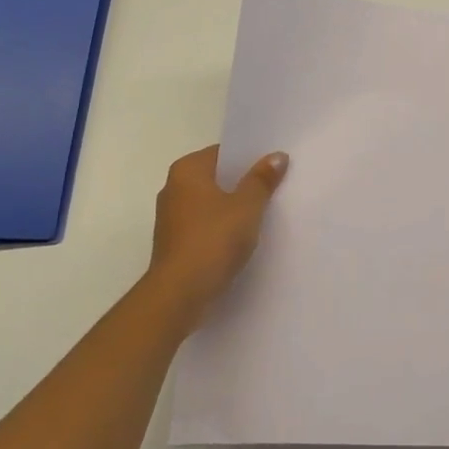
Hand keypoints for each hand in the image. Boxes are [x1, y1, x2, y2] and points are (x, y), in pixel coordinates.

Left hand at [147, 146, 288, 330]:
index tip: (274, 165)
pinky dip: (222, 228)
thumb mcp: (247, 206)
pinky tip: (244, 238)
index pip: (223, 153)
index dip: (250, 158)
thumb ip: (262, 179)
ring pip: (211, 203)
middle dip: (243, 183)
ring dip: (233, 208)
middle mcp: (174, 188)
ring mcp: (172, 218)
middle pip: (217, 178)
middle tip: (276, 187)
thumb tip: (277, 155)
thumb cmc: (213, 240)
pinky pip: (205, 225)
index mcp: (187, 170)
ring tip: (265, 213)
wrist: (179, 294)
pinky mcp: (175, 243)